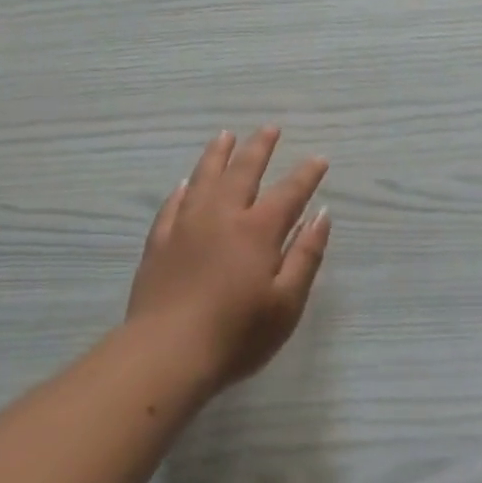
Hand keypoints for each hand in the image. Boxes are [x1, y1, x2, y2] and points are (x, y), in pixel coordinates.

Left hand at [124, 127, 331, 390]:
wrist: (166, 354)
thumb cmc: (237, 334)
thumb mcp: (287, 302)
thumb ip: (306, 255)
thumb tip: (321, 214)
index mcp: (258, 230)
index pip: (289, 192)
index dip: (306, 174)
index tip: (319, 158)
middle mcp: (222, 217)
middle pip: (243, 172)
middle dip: (259, 148)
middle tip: (270, 128)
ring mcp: (186, 226)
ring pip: (204, 178)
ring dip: (218, 154)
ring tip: (225, 135)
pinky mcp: (160, 243)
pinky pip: (173, 204)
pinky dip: (183, 189)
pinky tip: (186, 183)